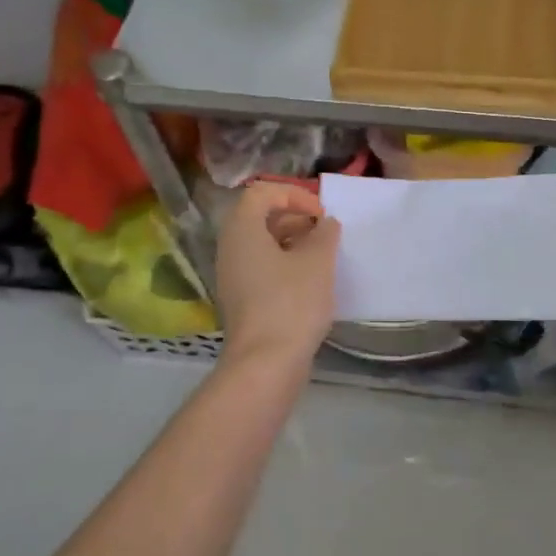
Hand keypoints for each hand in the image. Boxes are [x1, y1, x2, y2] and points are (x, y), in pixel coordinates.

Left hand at [216, 182, 339, 368]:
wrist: (265, 363)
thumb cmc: (291, 302)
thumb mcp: (318, 261)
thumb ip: (325, 233)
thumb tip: (325, 225)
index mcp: (242, 229)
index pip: (262, 192)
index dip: (294, 194)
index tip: (321, 214)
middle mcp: (230, 248)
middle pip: (260, 217)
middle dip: (295, 218)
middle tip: (324, 233)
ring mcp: (232, 276)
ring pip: (262, 244)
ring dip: (293, 242)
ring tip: (323, 256)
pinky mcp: (241, 299)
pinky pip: (261, 267)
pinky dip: (285, 265)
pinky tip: (310, 282)